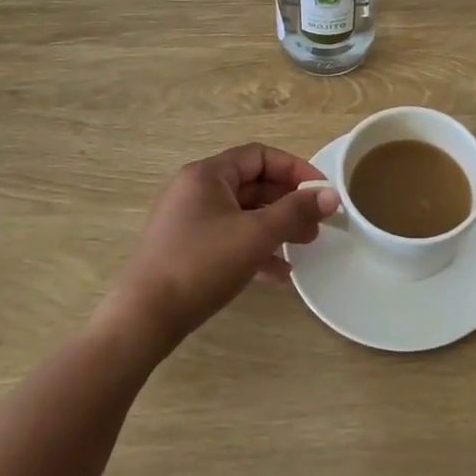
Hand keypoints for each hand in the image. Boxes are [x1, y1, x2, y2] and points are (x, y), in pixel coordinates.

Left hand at [103, 144, 339, 353]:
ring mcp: (187, 220)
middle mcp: (195, 190)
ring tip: (305, 245)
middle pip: (252, 184)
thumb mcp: (256, 234)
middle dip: (288, 202)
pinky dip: (254, 248)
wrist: (144, 319)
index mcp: (207, 174)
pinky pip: (228, 237)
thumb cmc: (202, 264)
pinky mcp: (185, 249)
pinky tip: (278, 273)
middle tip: (316, 223)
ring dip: (275, 226)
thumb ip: (296, 211)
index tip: (321, 191)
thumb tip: (330, 195)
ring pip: (242, 213)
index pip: (259, 156)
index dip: (295, 169)